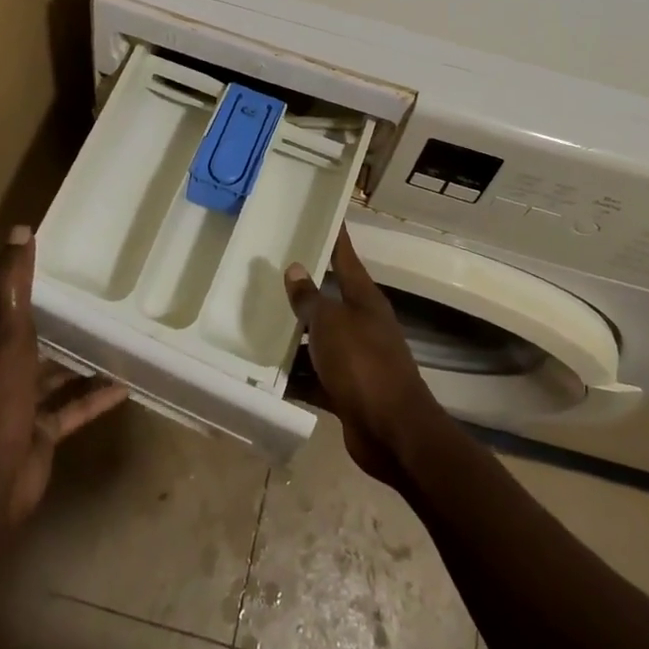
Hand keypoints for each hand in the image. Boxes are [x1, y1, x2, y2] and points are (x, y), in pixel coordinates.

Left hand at [0, 226, 127, 523]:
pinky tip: (123, 384)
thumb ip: (15, 286)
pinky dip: (94, 397)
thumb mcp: (8, 336)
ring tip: (103, 333)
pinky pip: (72, 409)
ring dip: (70, 359)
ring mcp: (17, 405)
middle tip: (66, 291)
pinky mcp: (40, 431)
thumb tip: (20, 231)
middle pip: (9, 340)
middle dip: (33, 319)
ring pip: (46, 375)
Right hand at [284, 228, 437, 483]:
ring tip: (255, 322)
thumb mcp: (330, 324)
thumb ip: (310, 298)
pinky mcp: (346, 392)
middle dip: (302, 290)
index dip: (336, 237)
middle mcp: (362, 325)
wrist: (393, 432)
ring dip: (294, 337)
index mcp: (364, 300)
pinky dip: (295, 377)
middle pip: (329, 300)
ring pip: (318, 341)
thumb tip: (295, 268)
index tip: (326, 215)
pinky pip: (314, 378)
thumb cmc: (363, 364)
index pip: (347, 258)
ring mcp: (355, 360)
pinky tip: (265, 374)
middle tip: (268, 272)